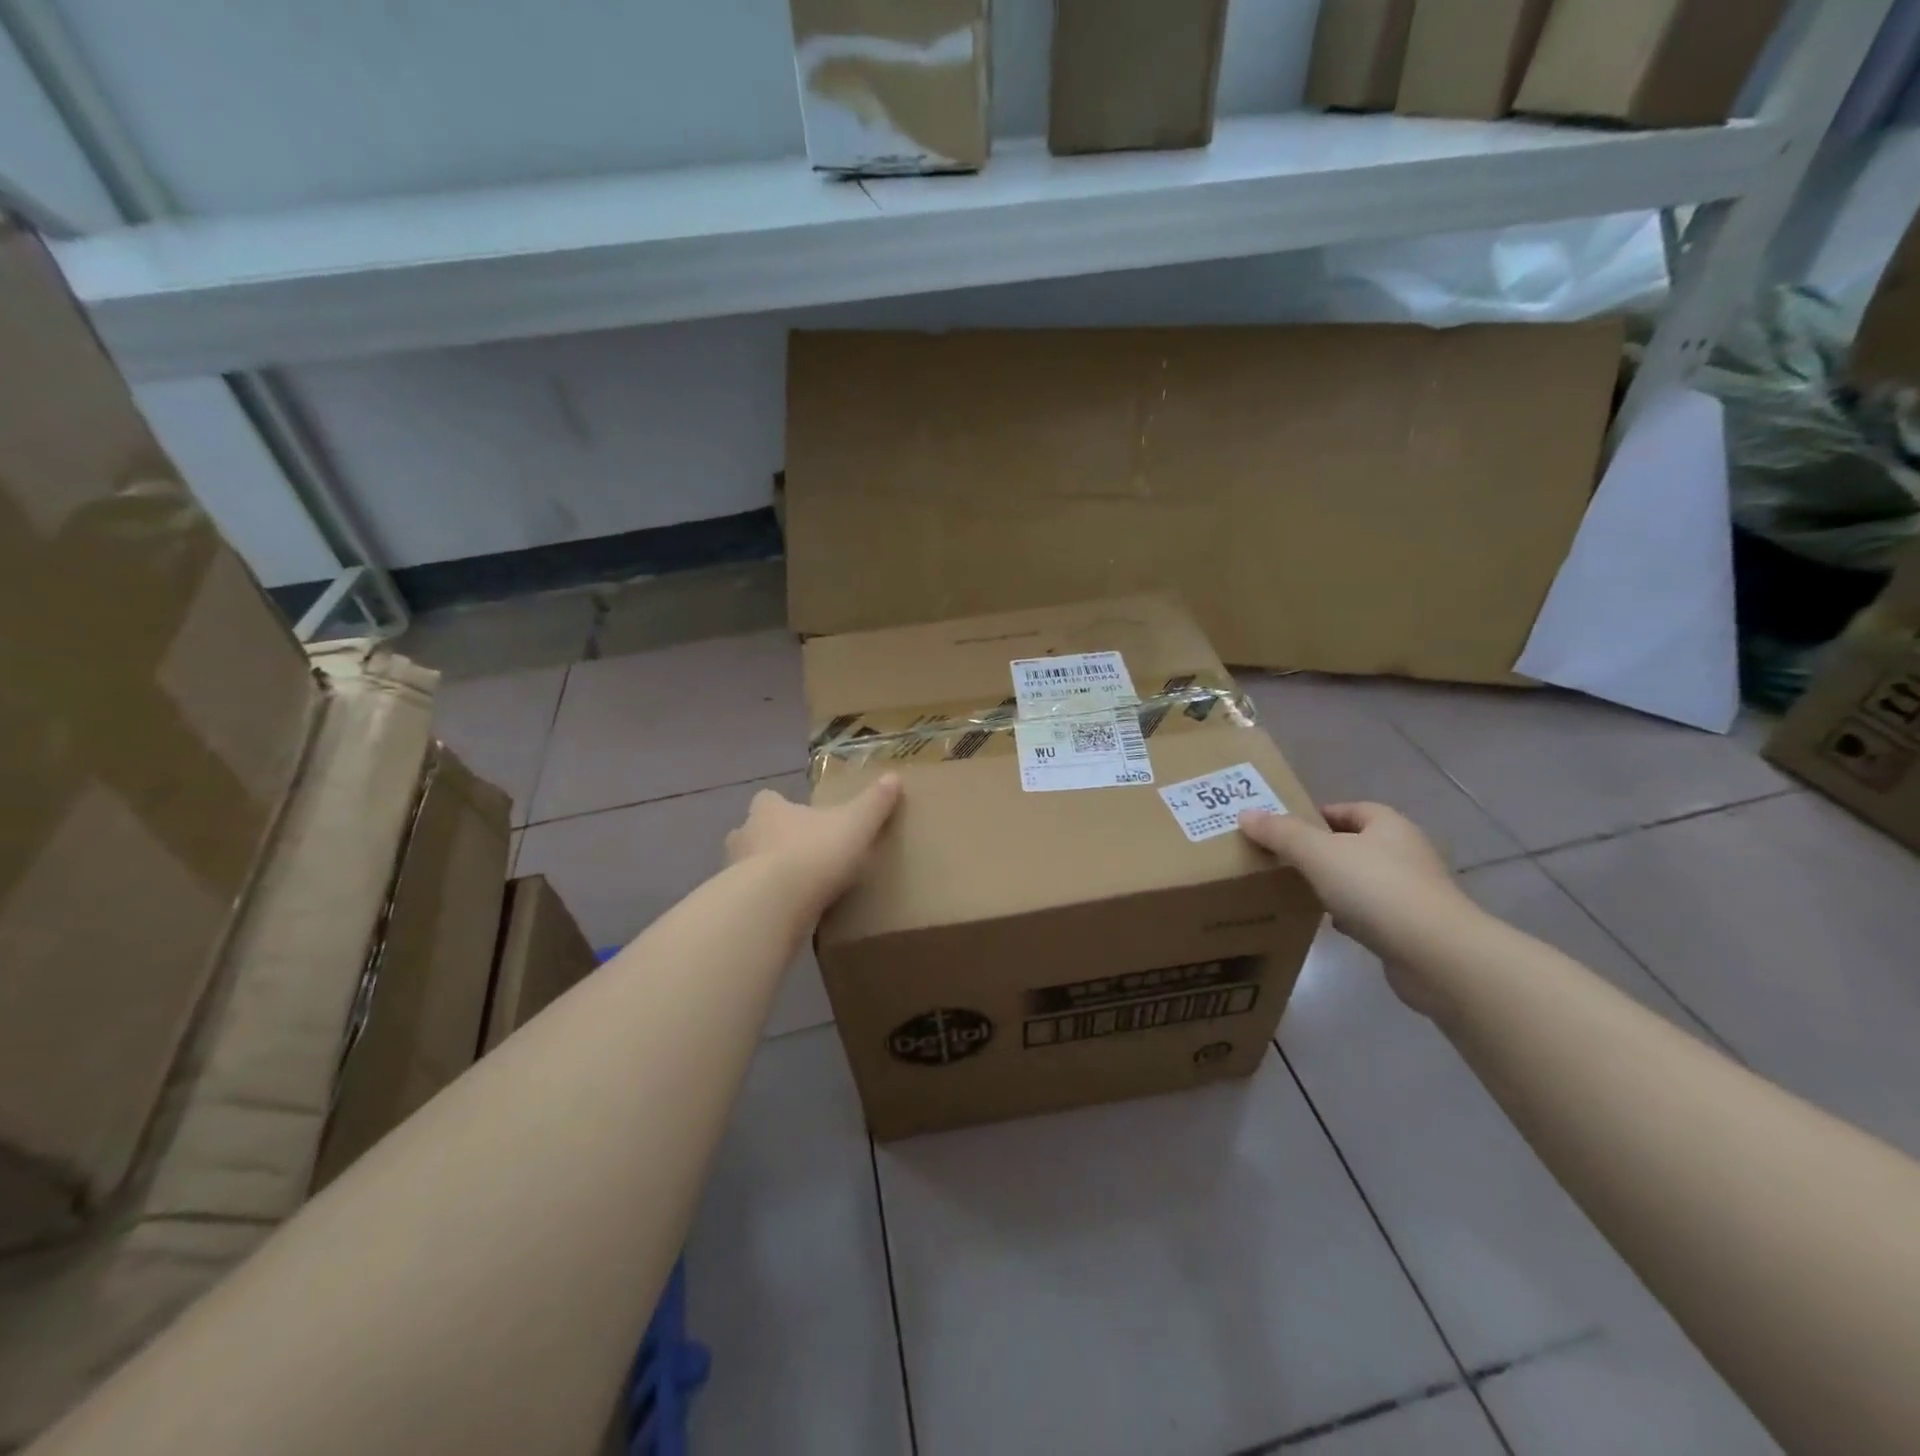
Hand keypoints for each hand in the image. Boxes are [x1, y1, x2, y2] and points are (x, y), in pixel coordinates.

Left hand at [725, 775, 902, 913]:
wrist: (775, 904)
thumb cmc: (814, 852)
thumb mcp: (856, 824)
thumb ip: (874, 802)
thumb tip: (893, 777)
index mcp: (769, 810)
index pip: (768, 800)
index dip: (782, 806)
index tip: (801, 817)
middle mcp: (745, 835)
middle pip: (753, 832)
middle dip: (771, 841)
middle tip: (801, 854)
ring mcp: (733, 872)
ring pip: (748, 866)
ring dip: (766, 874)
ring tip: (796, 888)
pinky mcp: (736, 905)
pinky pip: (752, 899)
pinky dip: (766, 903)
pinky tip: (789, 914)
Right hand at [1240, 802, 1478, 1012]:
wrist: (1436, 955)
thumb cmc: (1377, 889)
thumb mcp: (1318, 853)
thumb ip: (1281, 833)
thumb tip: (1246, 814)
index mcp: (1389, 826)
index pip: (1350, 809)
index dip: (1317, 814)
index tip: (1284, 829)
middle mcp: (1405, 853)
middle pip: (1355, 844)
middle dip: (1322, 850)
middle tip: (1282, 859)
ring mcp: (1412, 892)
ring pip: (1362, 880)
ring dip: (1334, 884)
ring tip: (1297, 890)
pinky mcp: (1412, 928)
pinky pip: (1371, 913)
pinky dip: (1348, 915)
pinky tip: (1326, 924)